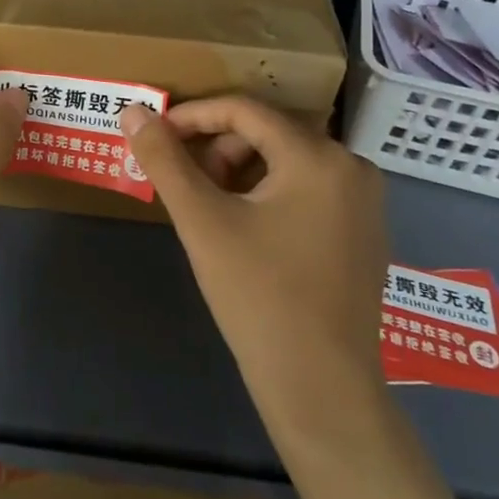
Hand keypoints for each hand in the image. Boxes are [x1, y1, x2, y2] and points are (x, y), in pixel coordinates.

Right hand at [121, 97, 388, 439]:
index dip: (193, 116)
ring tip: (211, 208)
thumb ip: (164, 160)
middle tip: (185, 182)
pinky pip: (310, 188)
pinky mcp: (365, 232)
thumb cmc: (258, 296)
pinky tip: (247, 228)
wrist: (321, 388)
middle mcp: (352, 167)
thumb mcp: (202, 222)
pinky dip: (270, 192)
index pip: (244, 110)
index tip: (155, 135)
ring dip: (242, 170)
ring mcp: (366, 201)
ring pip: (288, 160)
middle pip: (269, 132)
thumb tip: (132, 111)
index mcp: (318, 157)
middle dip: (218, 147)